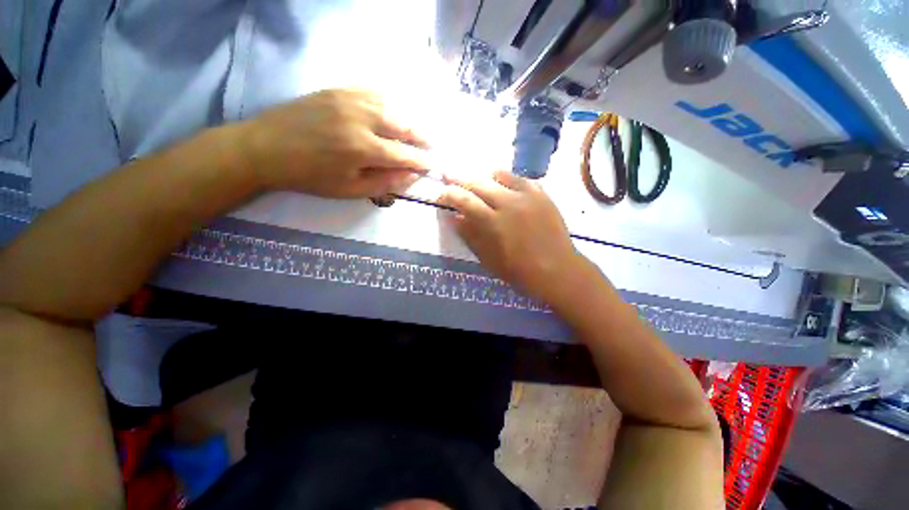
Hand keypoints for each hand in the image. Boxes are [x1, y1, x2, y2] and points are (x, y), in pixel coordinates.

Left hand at [240, 89, 431, 197]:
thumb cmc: (309, 176)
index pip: (404, 154)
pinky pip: (373, 90)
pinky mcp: (338, 89)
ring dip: (410, 118)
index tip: (433, 164)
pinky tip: (396, 109)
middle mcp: (360, 118)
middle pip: (403, 124)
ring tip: (419, 129)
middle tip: (432, 145)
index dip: (421, 160)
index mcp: (362, 148)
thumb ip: (384, 183)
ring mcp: (348, 99)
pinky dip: (390, 101)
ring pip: (392, 105)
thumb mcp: (349, 190)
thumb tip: (411, 176)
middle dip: (422, 136)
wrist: (265, 148)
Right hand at [438, 169, 596, 306]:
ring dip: (484, 176)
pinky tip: (504, 185)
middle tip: (447, 174)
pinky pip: (521, 179)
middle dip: (459, 177)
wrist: (557, 270)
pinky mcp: (543, 195)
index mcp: (493, 222)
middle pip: (479, 182)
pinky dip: (507, 179)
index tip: (440, 194)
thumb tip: (455, 217)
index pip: (464, 200)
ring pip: (500, 174)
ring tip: (476, 178)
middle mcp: (509, 203)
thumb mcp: (488, 258)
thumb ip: (470, 235)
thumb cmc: (519, 271)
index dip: (448, 194)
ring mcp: (528, 196)